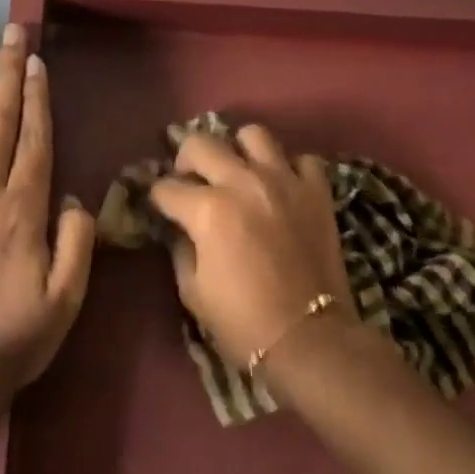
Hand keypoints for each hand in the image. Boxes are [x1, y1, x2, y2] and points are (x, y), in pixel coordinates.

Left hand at [0, 25, 95, 400]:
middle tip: (10, 34)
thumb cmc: (19, 335)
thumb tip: (73, 198)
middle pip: (0, 124)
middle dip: (7, 75)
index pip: (35, 140)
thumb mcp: (68, 296)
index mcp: (23, 210)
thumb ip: (76, 241)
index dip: (38, 97)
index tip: (36, 61)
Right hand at [149, 124, 356, 368]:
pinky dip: (288, 168)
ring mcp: (284, 181)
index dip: (157, 198)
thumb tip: (179, 228)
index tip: (160, 207)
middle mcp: (243, 182)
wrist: (310, 339)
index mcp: (208, 209)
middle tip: (191, 180)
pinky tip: (281, 187)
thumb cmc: (243, 322)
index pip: (166, 187)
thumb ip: (181, 249)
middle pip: (201, 144)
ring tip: (238, 172)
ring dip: (239, 150)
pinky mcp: (317, 191)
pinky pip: (301, 159)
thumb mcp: (193, 291)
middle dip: (185, 160)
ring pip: (253, 135)